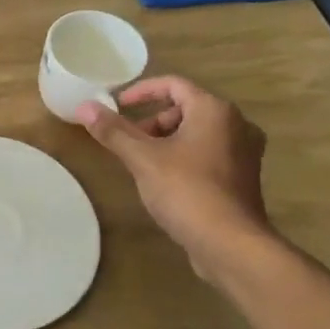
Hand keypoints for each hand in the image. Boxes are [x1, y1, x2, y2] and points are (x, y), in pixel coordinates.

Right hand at [78, 75, 273, 275]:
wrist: (230, 244)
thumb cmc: (186, 191)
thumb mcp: (142, 159)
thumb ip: (113, 131)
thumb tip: (85, 107)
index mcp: (214, 110)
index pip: (174, 84)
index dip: (141, 91)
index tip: (117, 105)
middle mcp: (237, 124)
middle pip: (187, 108)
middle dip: (153, 121)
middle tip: (129, 142)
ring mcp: (245, 152)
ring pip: (198, 133)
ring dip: (167, 140)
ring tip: (143, 163)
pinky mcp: (243, 177)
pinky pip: (209, 153)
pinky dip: (185, 157)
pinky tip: (167, 181)